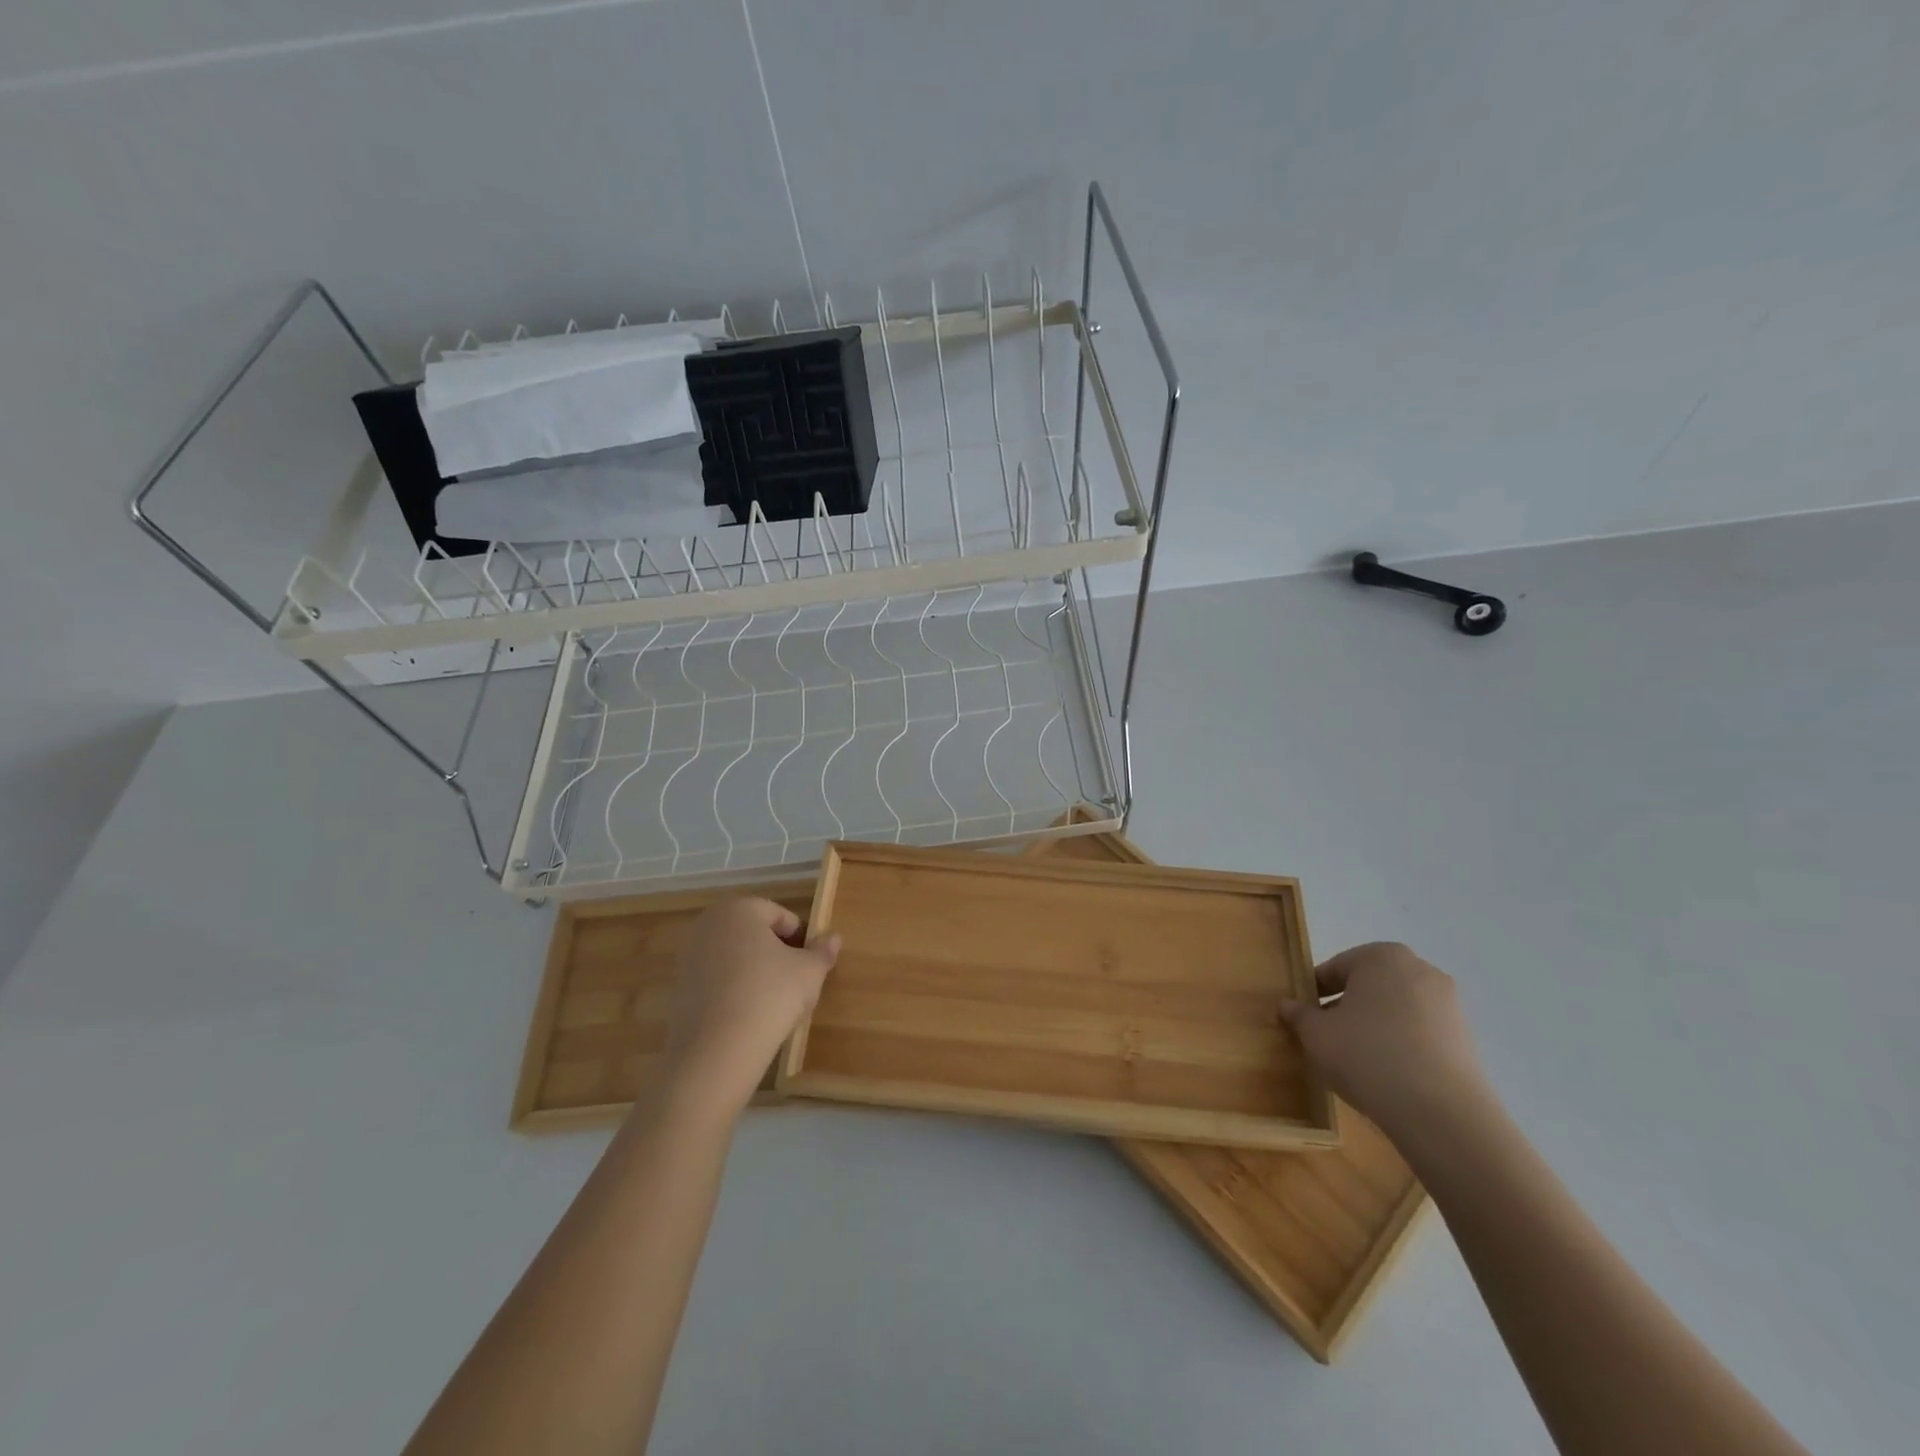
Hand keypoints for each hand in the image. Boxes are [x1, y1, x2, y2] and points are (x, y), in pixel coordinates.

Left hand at [661, 898, 840, 1115]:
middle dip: (775, 952)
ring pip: (734, 957)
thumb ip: (822, 951)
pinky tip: (747, 1016)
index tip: (810, 964)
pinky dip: (732, 991)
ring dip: (753, 971)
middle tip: (794, 981)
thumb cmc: (769, 995)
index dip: (800, 938)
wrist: (715, 1051)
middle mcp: (708, 924)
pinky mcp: (678, 988)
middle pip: (753, 933)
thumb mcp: (809, 972)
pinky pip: (716, 981)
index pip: (780, 915)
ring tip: (772, 1002)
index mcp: (739, 909)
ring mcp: (688, 956)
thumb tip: (833, 938)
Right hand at [1281, 942, 1492, 1140]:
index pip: (1336, 968)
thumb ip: (1299, 1015)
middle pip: (1369, 985)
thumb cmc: (1367, 1056)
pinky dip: (1401, 1045)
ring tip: (1358, 1060)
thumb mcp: (1316, 1035)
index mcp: (1382, 956)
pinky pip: (1420, 1033)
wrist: (1442, 1114)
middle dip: (1347, 1007)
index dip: (1314, 993)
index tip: (1304, 1017)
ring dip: (1375, 1026)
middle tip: (1328, 1037)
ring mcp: (1449, 1004)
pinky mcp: (1466, 1038)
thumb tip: (1288, 1006)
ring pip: (1396, 1009)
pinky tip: (1388, 1074)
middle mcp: (1420, 970)